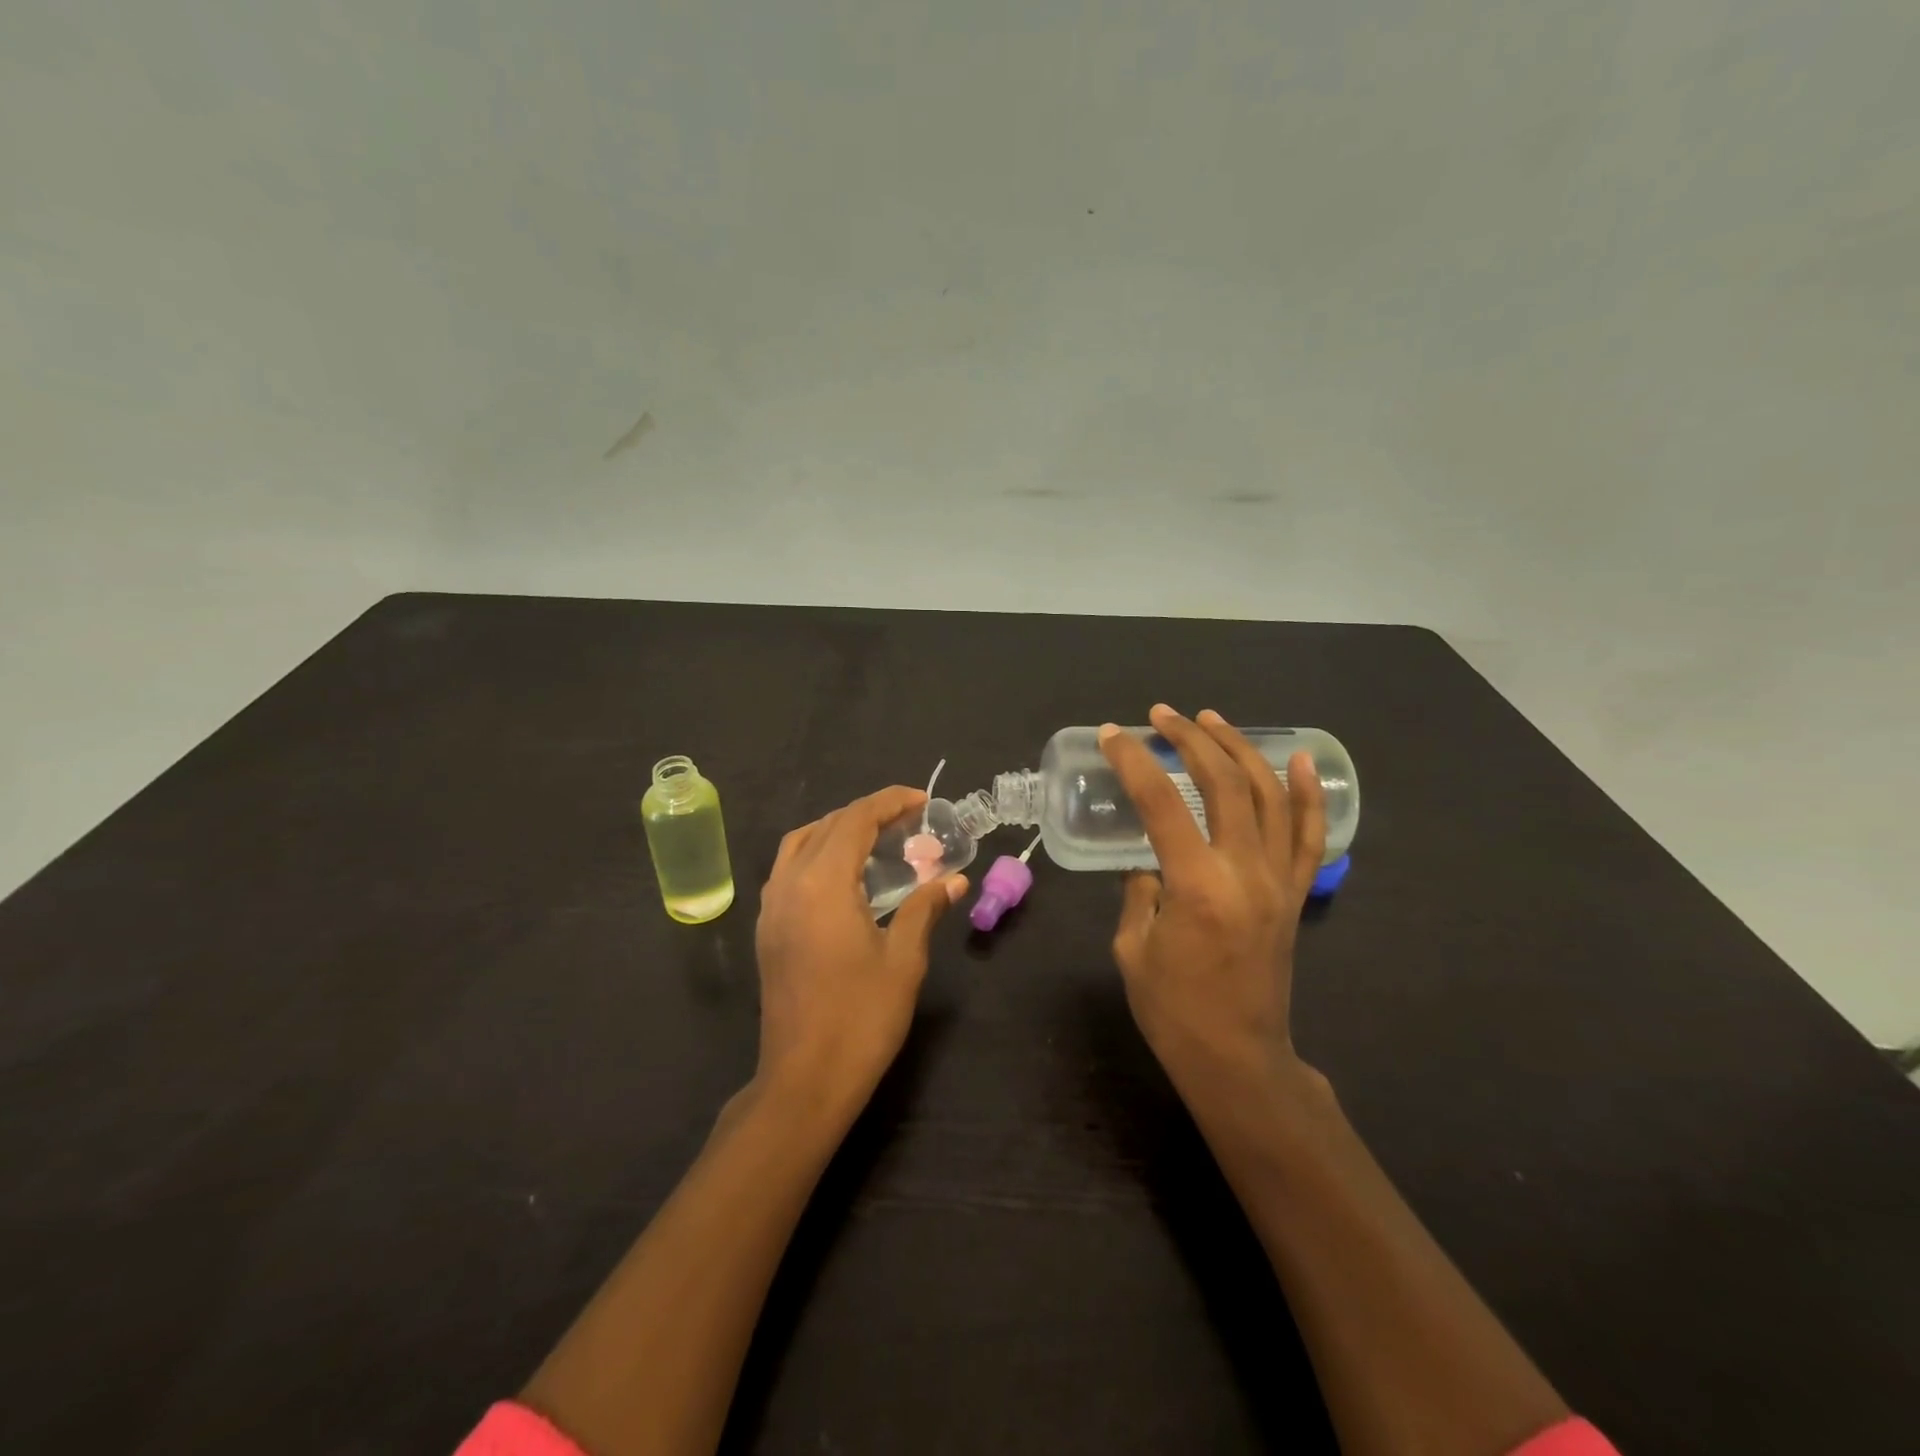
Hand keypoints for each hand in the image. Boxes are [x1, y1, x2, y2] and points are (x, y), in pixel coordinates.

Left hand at [753, 786, 965, 1117]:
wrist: (804, 1080)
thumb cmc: (860, 1018)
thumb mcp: (903, 960)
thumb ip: (924, 909)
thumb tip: (954, 881)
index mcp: (822, 884)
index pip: (855, 820)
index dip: (890, 802)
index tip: (922, 801)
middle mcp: (789, 884)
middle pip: (827, 825)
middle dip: (868, 814)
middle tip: (909, 822)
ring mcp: (771, 906)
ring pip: (801, 843)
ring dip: (838, 830)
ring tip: (877, 841)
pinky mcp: (767, 928)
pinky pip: (789, 868)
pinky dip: (817, 854)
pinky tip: (846, 877)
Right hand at [1099, 706, 1327, 1103]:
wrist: (1238, 1059)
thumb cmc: (1174, 1010)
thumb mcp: (1133, 947)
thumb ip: (1139, 891)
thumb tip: (1149, 861)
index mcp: (1196, 886)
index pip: (1161, 802)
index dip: (1134, 761)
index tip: (1113, 735)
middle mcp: (1245, 871)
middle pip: (1223, 783)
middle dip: (1189, 739)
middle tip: (1162, 715)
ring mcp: (1278, 880)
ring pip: (1268, 795)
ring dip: (1239, 749)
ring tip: (1212, 719)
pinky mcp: (1294, 894)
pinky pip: (1308, 834)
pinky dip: (1308, 793)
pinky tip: (1298, 760)